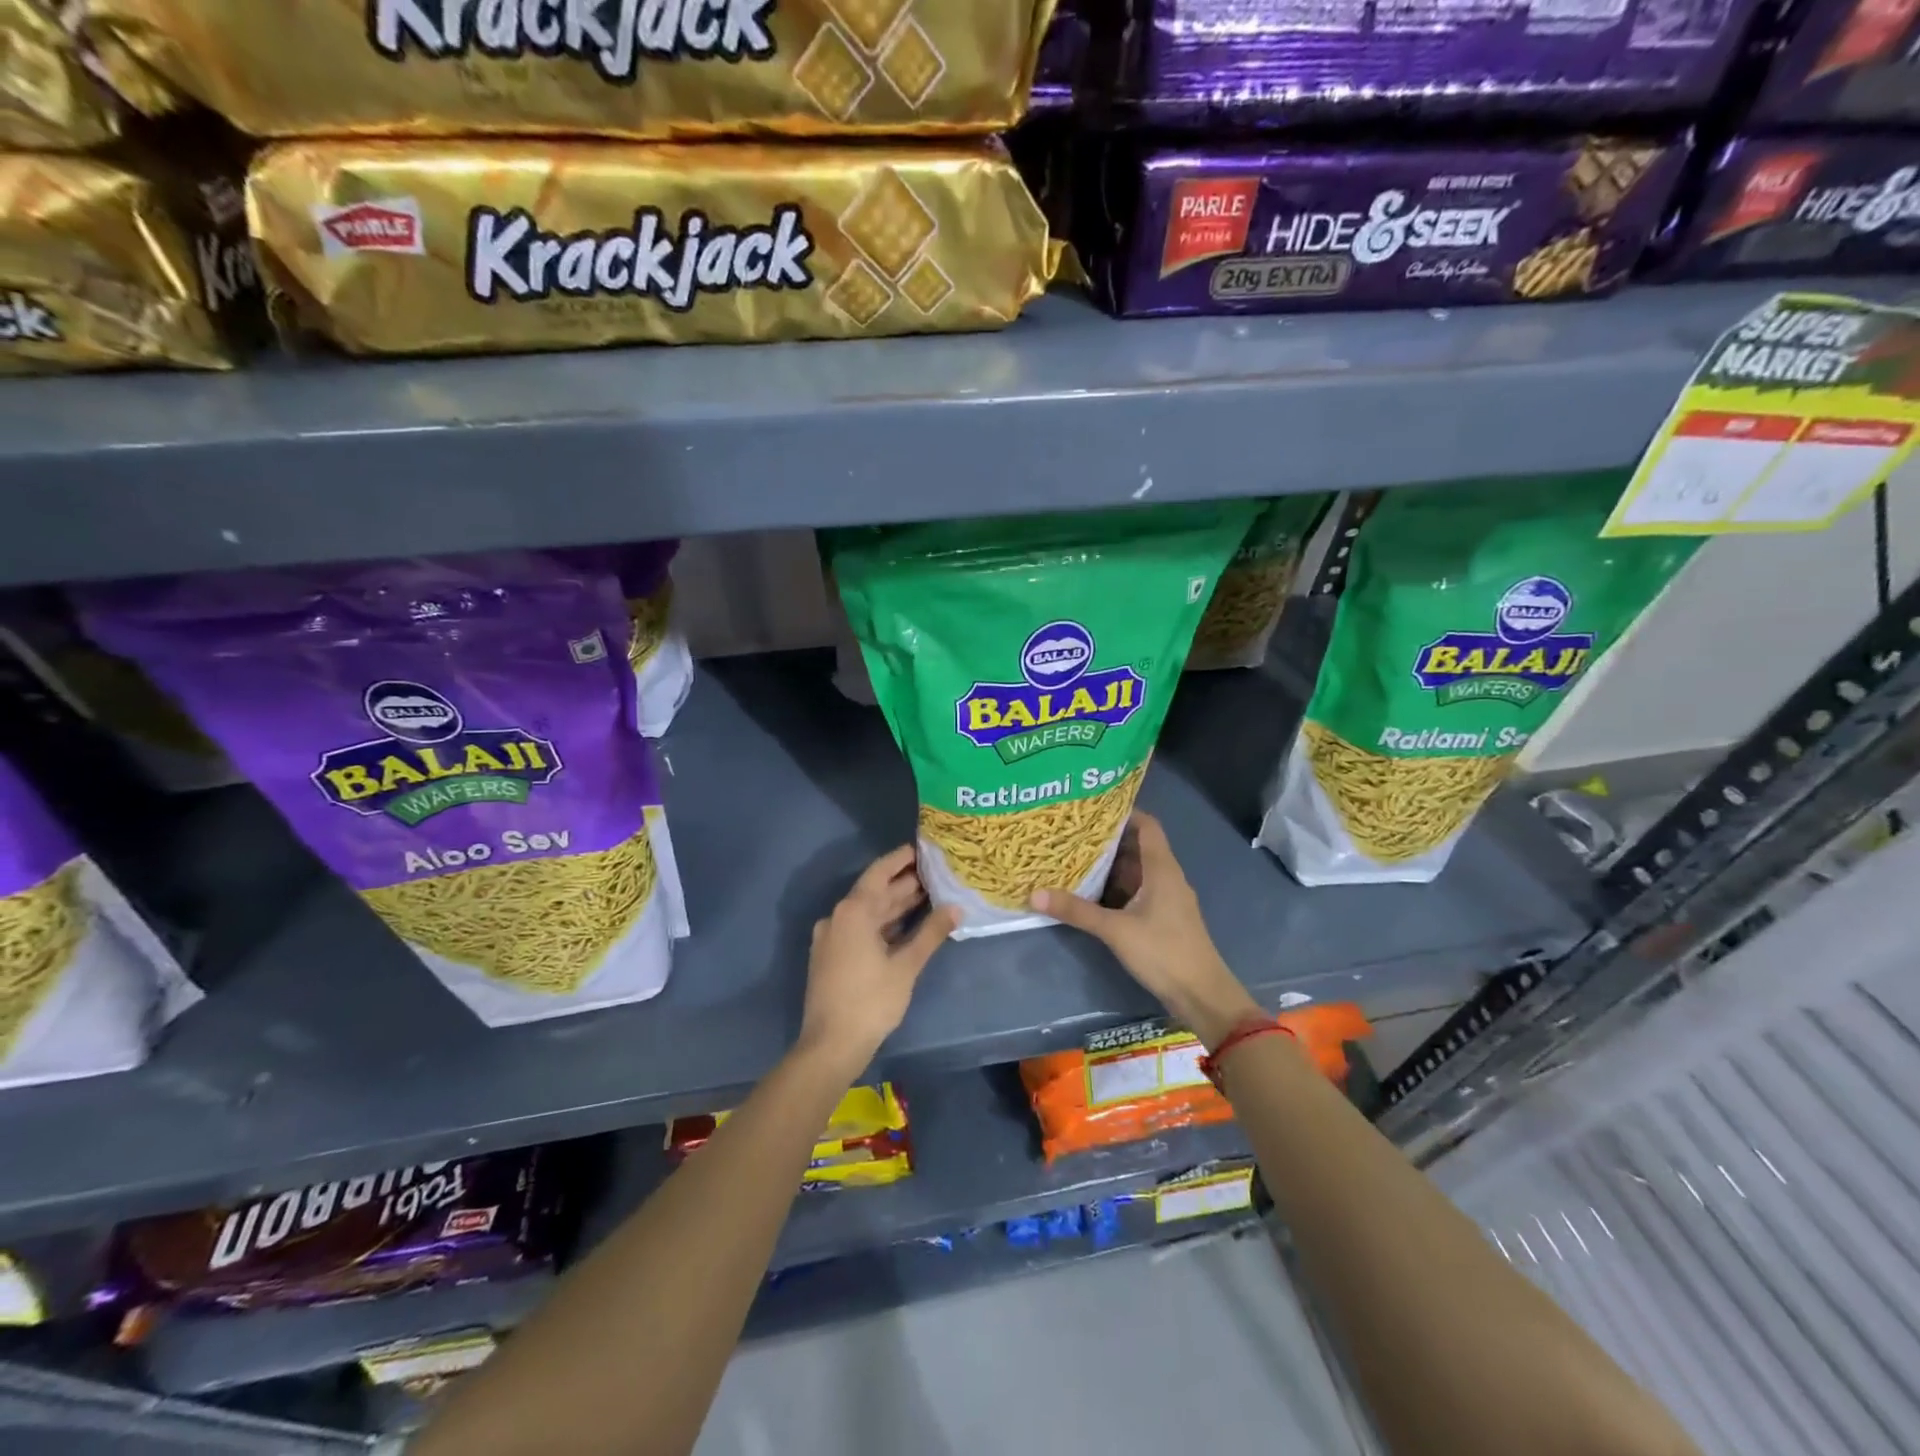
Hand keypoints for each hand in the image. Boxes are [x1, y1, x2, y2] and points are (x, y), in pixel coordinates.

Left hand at [800, 845, 956, 1068]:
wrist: (830, 1044)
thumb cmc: (870, 1001)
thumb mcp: (906, 966)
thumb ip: (930, 933)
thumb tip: (955, 908)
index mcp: (853, 911)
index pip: (880, 873)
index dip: (901, 859)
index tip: (922, 848)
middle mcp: (838, 917)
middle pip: (874, 892)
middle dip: (904, 883)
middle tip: (935, 873)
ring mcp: (832, 937)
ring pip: (868, 912)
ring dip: (895, 905)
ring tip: (928, 895)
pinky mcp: (831, 955)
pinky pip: (860, 928)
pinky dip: (883, 924)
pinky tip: (906, 925)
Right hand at [1032, 812, 1260, 1047]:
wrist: (1201, 995)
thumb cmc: (1163, 952)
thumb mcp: (1115, 930)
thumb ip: (1077, 911)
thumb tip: (1035, 894)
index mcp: (1162, 869)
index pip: (1147, 825)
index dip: (1123, 813)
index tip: (1092, 808)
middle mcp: (1167, 877)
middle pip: (1138, 847)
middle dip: (1107, 840)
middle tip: (1072, 833)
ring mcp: (1166, 899)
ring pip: (1136, 871)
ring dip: (1110, 865)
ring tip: (1075, 857)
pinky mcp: (1163, 918)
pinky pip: (1137, 892)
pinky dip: (1116, 888)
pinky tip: (1091, 892)